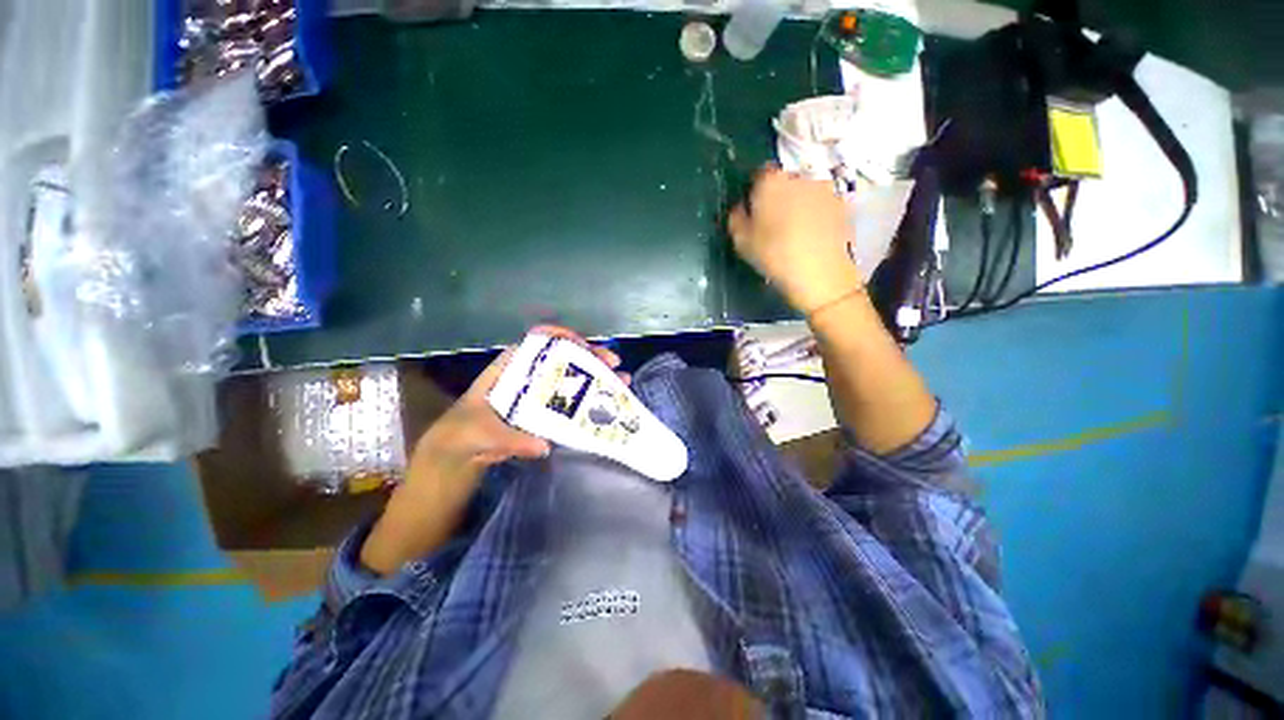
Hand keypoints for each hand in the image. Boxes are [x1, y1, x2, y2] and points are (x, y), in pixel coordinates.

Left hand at [410, 325, 623, 481]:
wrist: (459, 452)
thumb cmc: (464, 431)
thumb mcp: (480, 432)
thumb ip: (509, 438)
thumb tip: (543, 445)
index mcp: (511, 366)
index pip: (538, 341)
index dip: (562, 337)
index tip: (583, 345)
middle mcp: (530, 374)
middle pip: (564, 357)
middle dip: (590, 356)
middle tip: (613, 362)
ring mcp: (541, 392)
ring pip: (573, 377)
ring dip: (598, 375)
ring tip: (622, 379)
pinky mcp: (548, 410)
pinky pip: (572, 401)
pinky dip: (592, 399)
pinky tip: (611, 400)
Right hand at [727, 165, 862, 314]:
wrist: (819, 272)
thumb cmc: (773, 255)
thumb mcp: (741, 241)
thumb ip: (736, 218)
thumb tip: (740, 208)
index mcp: (771, 181)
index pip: (760, 173)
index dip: (756, 190)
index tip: (754, 210)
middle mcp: (799, 176)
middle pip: (785, 181)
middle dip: (779, 195)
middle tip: (773, 222)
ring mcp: (824, 188)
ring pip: (805, 191)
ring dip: (799, 203)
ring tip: (796, 231)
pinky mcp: (842, 203)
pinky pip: (822, 204)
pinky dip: (817, 213)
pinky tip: (813, 236)